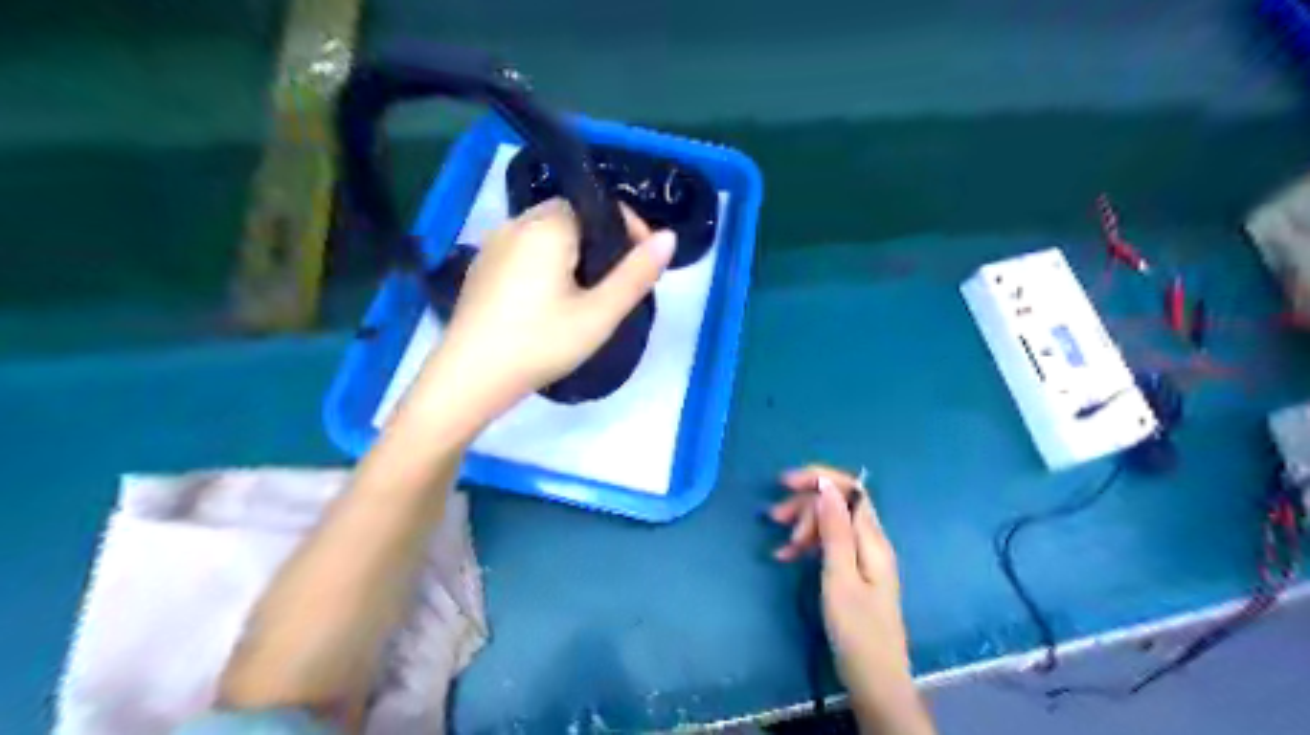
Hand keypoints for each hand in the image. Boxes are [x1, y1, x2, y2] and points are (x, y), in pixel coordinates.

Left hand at [421, 195, 674, 423]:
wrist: (469, 378)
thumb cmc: (540, 344)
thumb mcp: (599, 314)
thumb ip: (636, 274)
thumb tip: (669, 237)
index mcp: (547, 227)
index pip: (598, 206)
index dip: (629, 228)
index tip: (644, 265)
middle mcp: (517, 224)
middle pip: (572, 217)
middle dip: (602, 242)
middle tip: (618, 283)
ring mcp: (493, 245)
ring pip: (547, 234)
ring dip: (576, 253)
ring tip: (589, 294)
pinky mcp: (481, 268)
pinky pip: (525, 250)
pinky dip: (548, 263)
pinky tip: (551, 301)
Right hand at [770, 469, 936, 731]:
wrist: (874, 680)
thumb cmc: (856, 630)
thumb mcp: (839, 576)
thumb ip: (834, 529)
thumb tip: (827, 485)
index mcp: (872, 539)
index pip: (850, 489)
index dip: (819, 478)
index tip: (784, 483)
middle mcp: (870, 541)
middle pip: (837, 504)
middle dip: (805, 505)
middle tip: (774, 519)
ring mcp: (862, 557)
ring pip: (829, 524)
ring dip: (803, 526)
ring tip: (781, 547)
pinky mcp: (852, 572)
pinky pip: (828, 545)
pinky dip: (807, 545)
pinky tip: (787, 556)